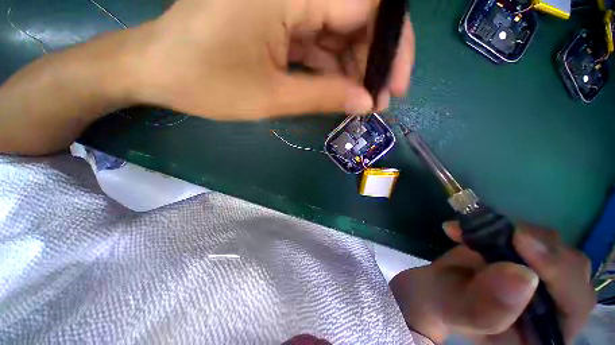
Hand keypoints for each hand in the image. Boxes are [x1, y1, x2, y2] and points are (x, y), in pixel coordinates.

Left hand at [127, 0, 414, 119]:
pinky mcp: (278, 18)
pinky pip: (319, 41)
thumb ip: (323, 96)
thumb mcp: (271, 97)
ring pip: (339, 32)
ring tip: (360, 102)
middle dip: (373, 62)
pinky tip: (338, 90)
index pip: (367, 7)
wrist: (160, 70)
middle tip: (377, 101)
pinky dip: (333, 67)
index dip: (391, 47)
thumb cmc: (207, 83)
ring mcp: (285, 2)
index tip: (394, 87)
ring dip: (354, 70)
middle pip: (357, 18)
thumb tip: (365, 103)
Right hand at [389, 223, 594, 343]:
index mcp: (543, 334)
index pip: (575, 304)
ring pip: (551, 245)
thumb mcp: (457, 312)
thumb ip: (486, 308)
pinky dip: (494, 226)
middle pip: (572, 269)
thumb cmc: (443, 307)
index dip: (559, 273)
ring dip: (512, 233)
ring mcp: (540, 277)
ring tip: (470, 231)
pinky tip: (462, 228)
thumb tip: (522, 277)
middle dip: (539, 247)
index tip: (521, 242)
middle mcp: (554, 306)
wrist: (433, 289)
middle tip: (504, 233)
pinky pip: (522, 234)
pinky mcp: (521, 255)